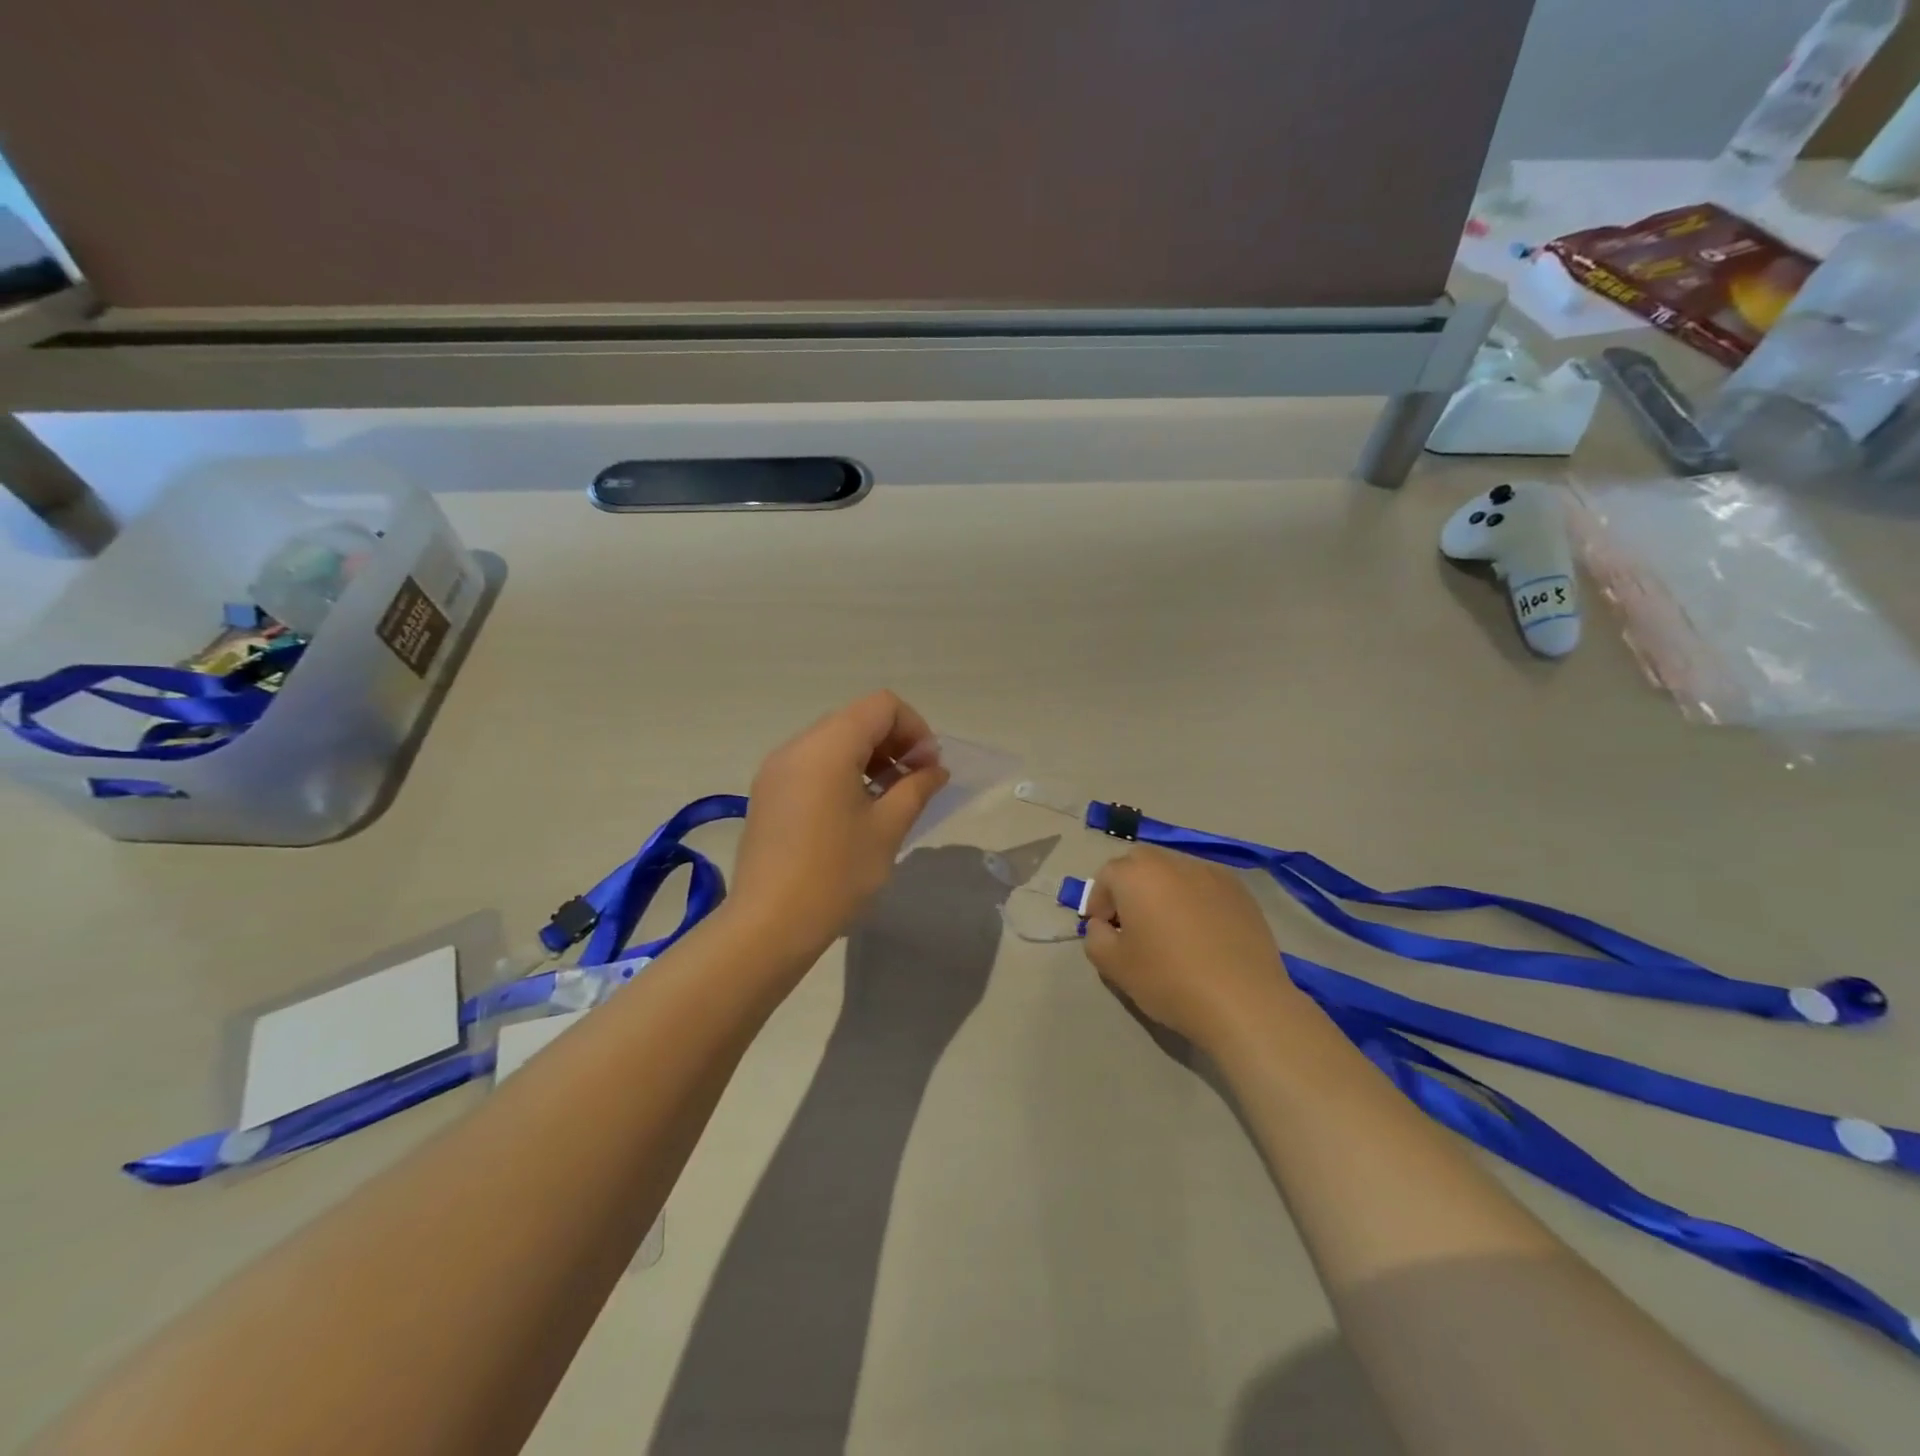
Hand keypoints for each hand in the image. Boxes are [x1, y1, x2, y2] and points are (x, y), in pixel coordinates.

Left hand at [730, 691, 950, 953]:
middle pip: (856, 718)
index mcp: (828, 746)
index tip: (927, 768)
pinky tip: (856, 810)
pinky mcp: (768, 792)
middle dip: (893, 741)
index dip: (914, 728)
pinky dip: (842, 771)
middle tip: (915, 782)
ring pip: (833, 740)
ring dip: (869, 757)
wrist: (769, 924)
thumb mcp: (887, 829)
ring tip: (888, 797)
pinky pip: (812, 763)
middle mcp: (797, 746)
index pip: (882, 706)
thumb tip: (934, 769)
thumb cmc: (836, 874)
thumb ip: (916, 788)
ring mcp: (777, 769)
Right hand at [1082, 846, 1309, 1053]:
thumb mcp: (1113, 966)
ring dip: (1163, 890)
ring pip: (1175, 871)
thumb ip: (1094, 937)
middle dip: (1130, 887)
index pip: (1106, 876)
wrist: (1243, 1002)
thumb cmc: (1169, 980)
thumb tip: (1103, 925)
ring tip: (1169, 928)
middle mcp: (1173, 862)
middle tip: (1132, 924)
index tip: (1104, 931)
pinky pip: (1205, 885)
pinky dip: (1195, 899)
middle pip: (1141, 864)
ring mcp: (1211, 873)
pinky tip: (1202, 933)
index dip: (1098, 902)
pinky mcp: (1240, 890)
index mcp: (1137, 874)